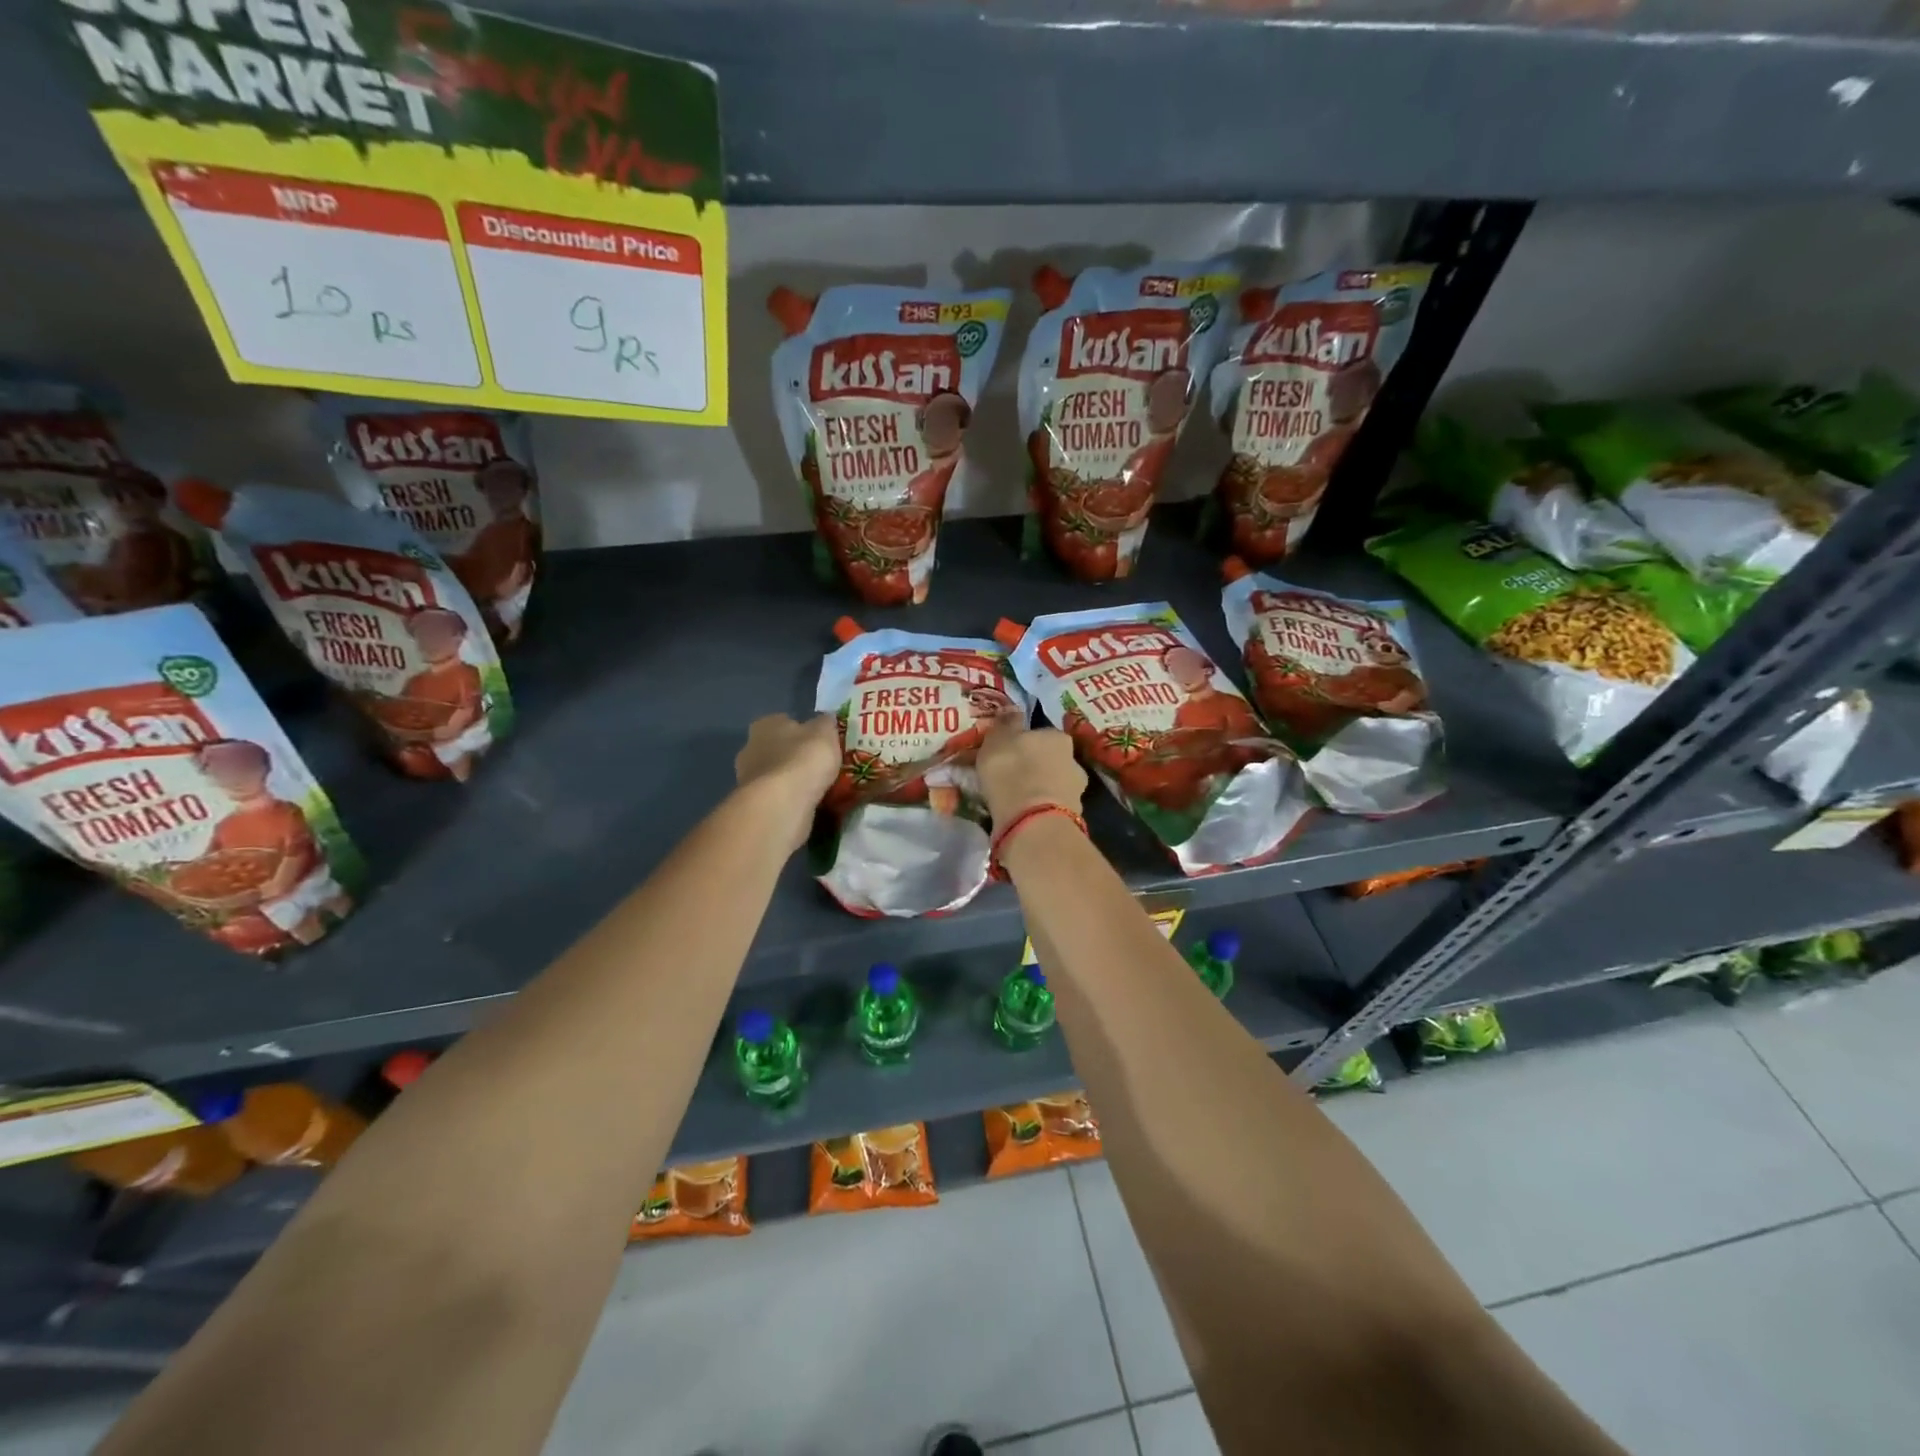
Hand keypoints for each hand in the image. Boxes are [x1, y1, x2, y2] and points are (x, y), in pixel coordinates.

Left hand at [735, 713, 840, 848]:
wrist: (783, 804)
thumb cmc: (804, 759)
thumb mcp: (825, 732)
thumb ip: (826, 723)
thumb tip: (826, 719)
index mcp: (765, 725)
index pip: (784, 721)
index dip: (803, 731)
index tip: (820, 742)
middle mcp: (750, 748)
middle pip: (777, 749)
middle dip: (795, 756)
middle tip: (820, 766)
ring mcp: (748, 779)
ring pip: (776, 775)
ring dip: (792, 780)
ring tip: (818, 788)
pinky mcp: (754, 804)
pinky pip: (777, 797)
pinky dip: (790, 800)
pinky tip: (808, 804)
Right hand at [976, 717, 1085, 828]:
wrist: (1032, 820)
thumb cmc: (1011, 770)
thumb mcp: (997, 739)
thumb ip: (1006, 724)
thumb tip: (1013, 710)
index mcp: (1057, 736)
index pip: (1040, 734)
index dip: (1022, 743)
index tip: (1006, 754)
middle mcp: (1073, 760)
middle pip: (1049, 759)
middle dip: (1032, 767)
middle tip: (1008, 777)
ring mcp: (1076, 790)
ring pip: (1052, 784)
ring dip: (1036, 789)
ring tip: (1013, 800)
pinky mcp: (1071, 817)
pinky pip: (1049, 807)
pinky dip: (1037, 809)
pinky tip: (1022, 816)